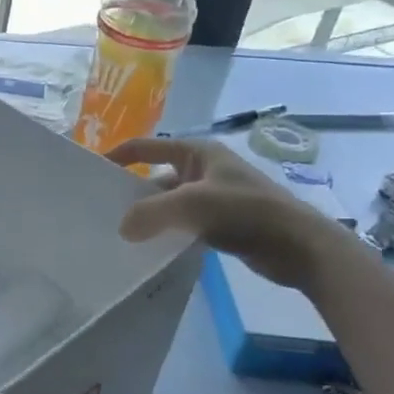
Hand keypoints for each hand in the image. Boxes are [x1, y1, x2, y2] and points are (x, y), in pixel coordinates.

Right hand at [107, 137, 346, 288]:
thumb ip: (152, 213)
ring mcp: (214, 196)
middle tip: (104, 210)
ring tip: (122, 233)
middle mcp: (204, 169)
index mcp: (198, 152)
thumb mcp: (192, 205)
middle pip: (157, 176)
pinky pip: (184, 222)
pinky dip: (168, 231)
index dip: (120, 154)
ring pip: (170, 202)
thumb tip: (122, 228)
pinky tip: (153, 247)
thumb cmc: (247, 212)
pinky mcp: (222, 222)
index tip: (94, 172)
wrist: (300, 246)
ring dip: (151, 215)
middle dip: (133, 192)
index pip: (148, 146)